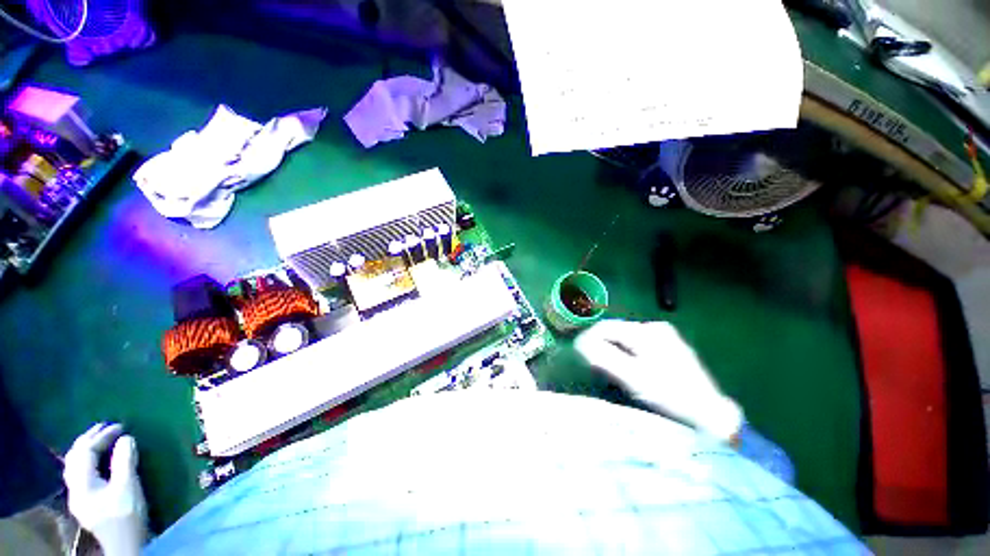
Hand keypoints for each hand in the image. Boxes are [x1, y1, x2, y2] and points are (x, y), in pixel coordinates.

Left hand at [64, 423, 147, 555]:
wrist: (125, 544)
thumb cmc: (126, 515)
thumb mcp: (128, 487)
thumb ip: (125, 461)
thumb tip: (126, 438)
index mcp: (82, 484)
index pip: (86, 452)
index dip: (102, 436)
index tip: (121, 426)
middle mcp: (74, 488)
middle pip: (74, 457)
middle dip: (88, 439)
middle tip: (106, 426)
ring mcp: (78, 496)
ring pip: (74, 466)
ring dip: (85, 449)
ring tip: (100, 439)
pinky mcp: (85, 501)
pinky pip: (80, 473)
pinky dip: (87, 461)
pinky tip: (96, 461)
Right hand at [575, 320, 742, 440]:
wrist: (712, 417)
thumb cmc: (671, 398)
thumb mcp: (634, 379)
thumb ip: (604, 358)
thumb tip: (580, 345)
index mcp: (647, 332)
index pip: (605, 327)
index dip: (588, 339)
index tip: (578, 356)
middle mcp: (655, 328)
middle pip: (615, 331)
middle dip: (601, 345)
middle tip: (593, 366)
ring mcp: (665, 337)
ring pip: (625, 338)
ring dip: (613, 350)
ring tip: (608, 369)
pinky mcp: (670, 347)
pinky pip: (637, 345)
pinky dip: (626, 354)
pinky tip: (628, 369)